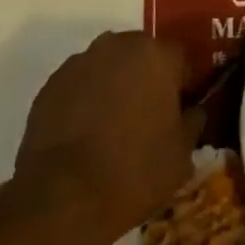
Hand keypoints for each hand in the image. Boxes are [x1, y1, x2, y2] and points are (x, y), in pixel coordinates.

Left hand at [14, 32, 201, 244]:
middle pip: (142, 55)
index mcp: (157, 55)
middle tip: (148, 116)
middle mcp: (118, 46)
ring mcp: (80, 63)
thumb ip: (193, 121)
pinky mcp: (51, 85)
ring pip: (109, 67)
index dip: (183, 84)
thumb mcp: (182, 154)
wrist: (63, 199)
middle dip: (148, 78)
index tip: (180, 111)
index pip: (180, 59)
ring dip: (115, 85)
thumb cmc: (135, 171)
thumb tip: (192, 111)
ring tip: (112, 126)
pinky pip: (80, 84)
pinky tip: (85, 133)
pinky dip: (86, 99)